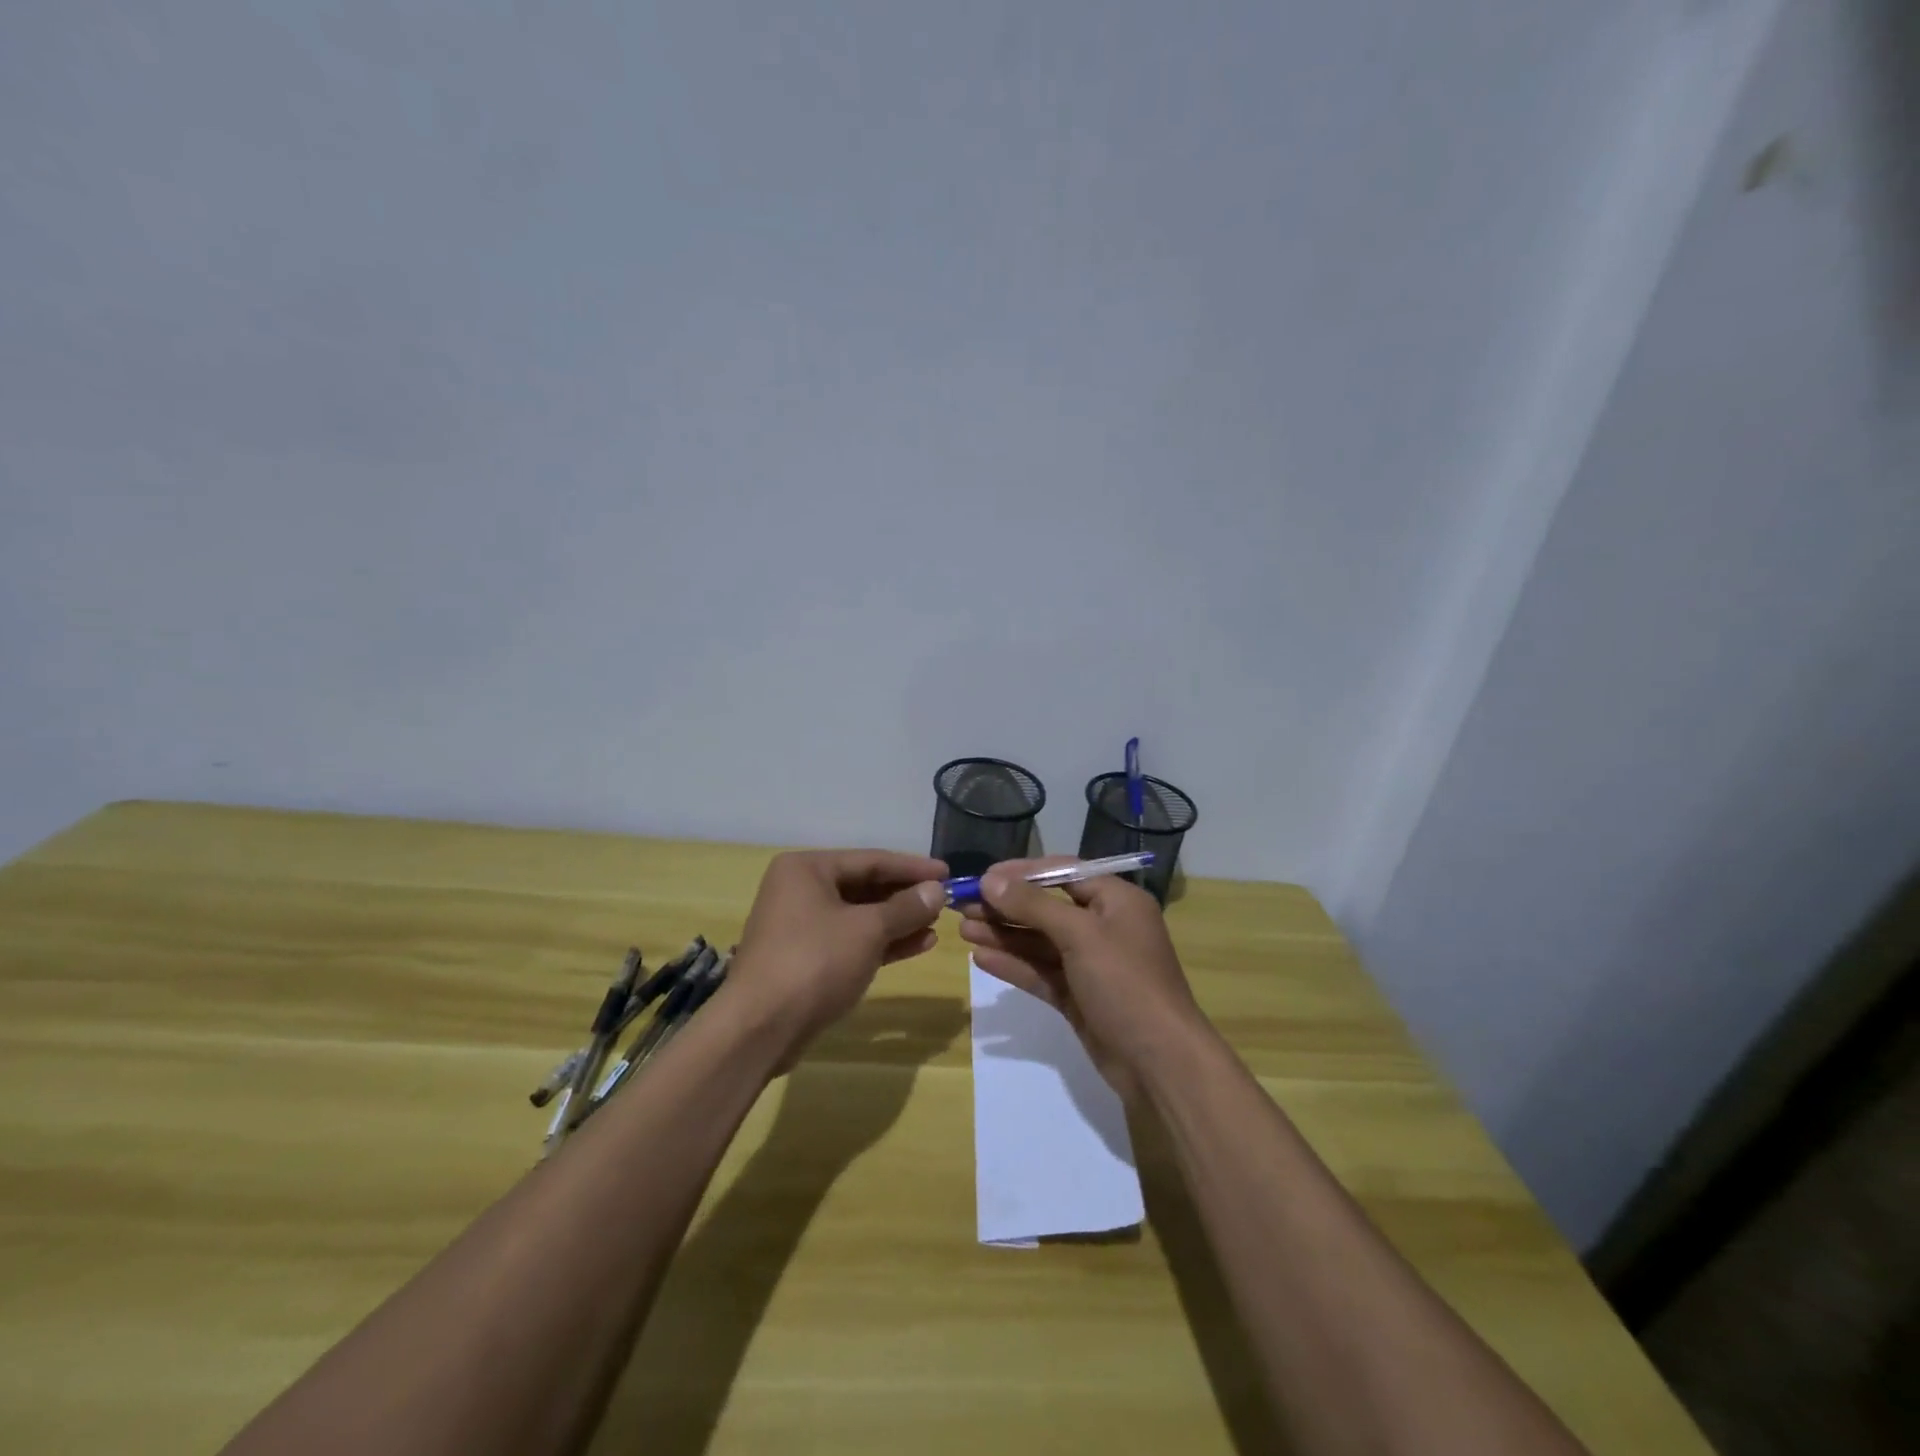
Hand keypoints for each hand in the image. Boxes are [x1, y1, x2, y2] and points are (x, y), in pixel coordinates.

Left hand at [727, 849, 948, 1059]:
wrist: (760, 1028)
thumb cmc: (814, 962)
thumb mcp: (868, 930)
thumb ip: (906, 907)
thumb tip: (937, 890)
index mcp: (807, 869)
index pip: (871, 859)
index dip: (913, 867)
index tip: (948, 873)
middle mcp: (801, 890)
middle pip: (865, 886)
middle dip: (906, 896)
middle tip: (945, 901)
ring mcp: (802, 926)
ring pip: (860, 916)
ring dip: (898, 921)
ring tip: (937, 925)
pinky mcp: (807, 959)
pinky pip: (852, 941)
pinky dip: (882, 942)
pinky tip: (918, 944)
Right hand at [958, 857, 1205, 1092]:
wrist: (1160, 1063)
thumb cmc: (1125, 983)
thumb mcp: (1080, 934)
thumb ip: (1033, 906)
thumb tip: (990, 880)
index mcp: (1116, 901)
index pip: (1063, 873)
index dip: (1022, 873)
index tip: (983, 877)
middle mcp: (1104, 926)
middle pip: (1047, 908)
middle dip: (1005, 907)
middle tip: (962, 907)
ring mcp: (1091, 964)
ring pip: (1040, 942)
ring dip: (1004, 935)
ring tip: (963, 930)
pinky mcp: (1079, 996)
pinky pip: (1042, 972)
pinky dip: (1014, 965)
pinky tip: (981, 959)